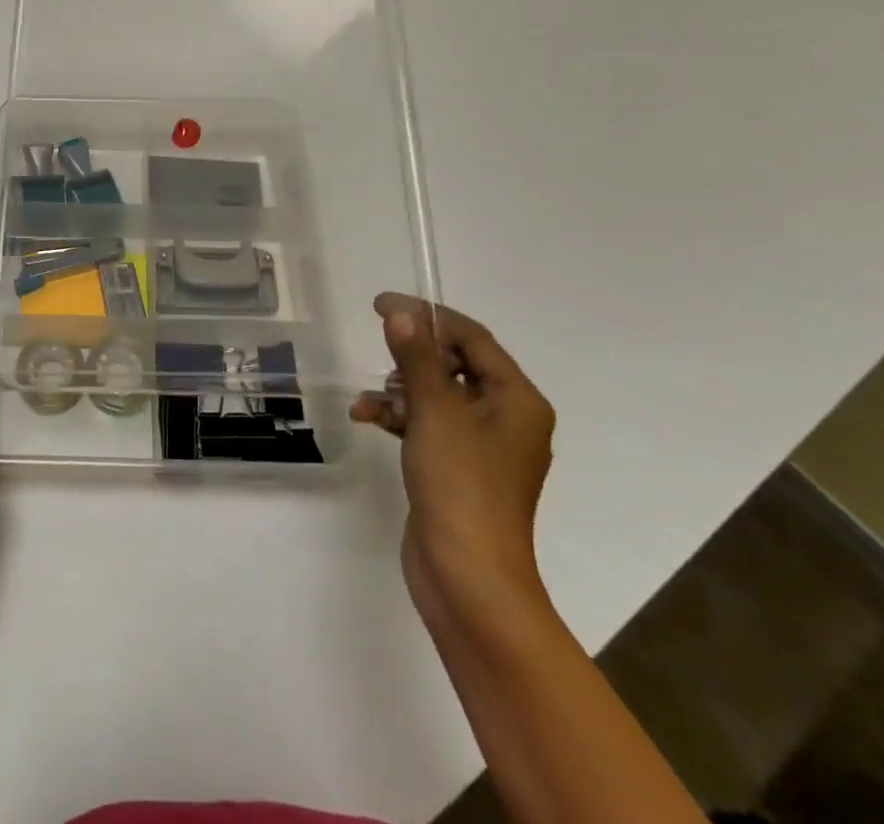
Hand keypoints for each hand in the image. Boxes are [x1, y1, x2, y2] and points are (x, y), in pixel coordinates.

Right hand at [351, 294, 554, 631]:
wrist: (468, 579)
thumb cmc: (460, 486)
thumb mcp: (435, 413)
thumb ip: (417, 358)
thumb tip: (401, 313)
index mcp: (516, 400)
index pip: (472, 338)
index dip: (428, 315)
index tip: (382, 304)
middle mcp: (506, 417)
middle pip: (454, 363)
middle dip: (411, 356)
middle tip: (377, 343)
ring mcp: (482, 446)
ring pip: (436, 394)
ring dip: (398, 389)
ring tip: (369, 400)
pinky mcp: (457, 467)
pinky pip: (427, 424)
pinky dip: (399, 417)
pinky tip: (366, 418)